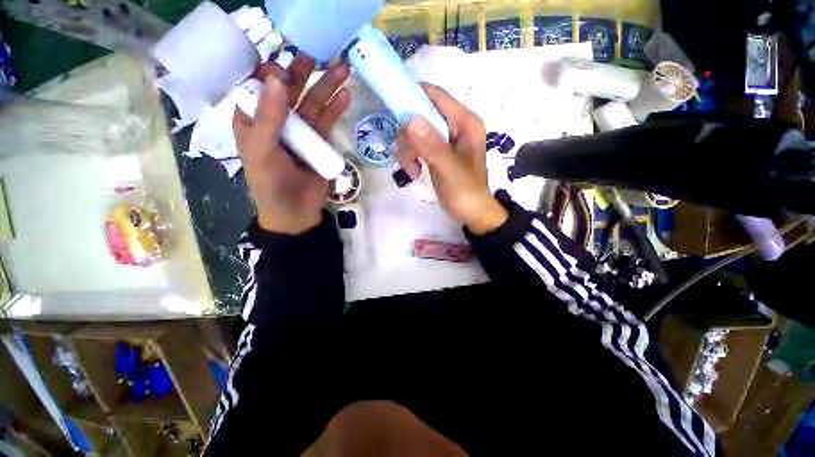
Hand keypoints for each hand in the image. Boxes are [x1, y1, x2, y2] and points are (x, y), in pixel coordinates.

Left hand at [234, 56, 350, 234]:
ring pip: (312, 103)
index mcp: (253, 118)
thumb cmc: (270, 183)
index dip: (271, 70)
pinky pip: (327, 121)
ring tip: (343, 70)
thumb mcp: (261, 150)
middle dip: (304, 73)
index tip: (286, 62)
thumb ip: (268, 117)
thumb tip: (277, 78)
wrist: (296, 210)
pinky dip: (336, 108)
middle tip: (320, 55)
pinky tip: (345, 96)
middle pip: (290, 90)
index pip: (259, 85)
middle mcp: (276, 119)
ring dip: (327, 87)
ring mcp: (300, 130)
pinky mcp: (319, 141)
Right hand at [396, 84, 507, 234]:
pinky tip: (414, 171)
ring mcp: (444, 139)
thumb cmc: (465, 191)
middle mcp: (455, 125)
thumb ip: (432, 145)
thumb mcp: (449, 169)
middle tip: (408, 157)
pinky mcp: (437, 151)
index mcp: (465, 122)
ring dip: (408, 150)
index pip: (436, 96)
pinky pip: (416, 145)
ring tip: (412, 170)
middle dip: (408, 136)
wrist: (470, 212)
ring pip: (415, 131)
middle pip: (420, 115)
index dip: (413, 95)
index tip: (391, 107)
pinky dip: (410, 156)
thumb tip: (410, 119)